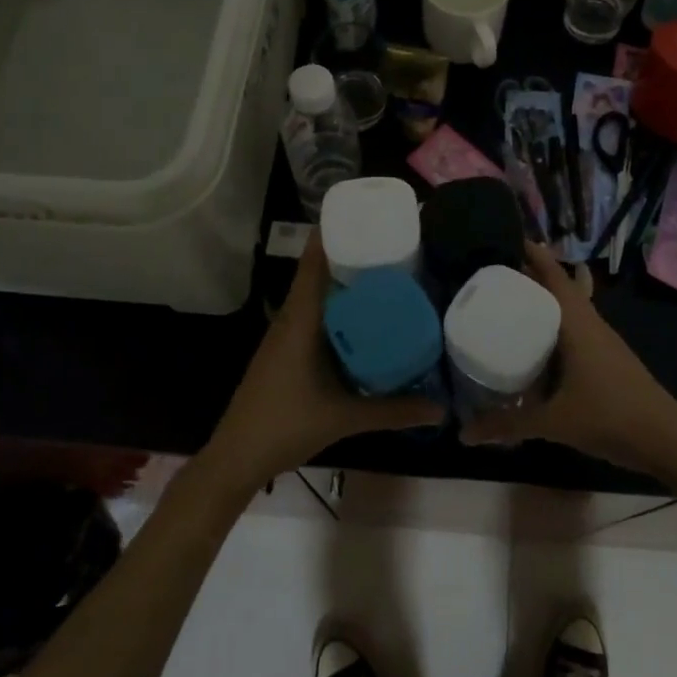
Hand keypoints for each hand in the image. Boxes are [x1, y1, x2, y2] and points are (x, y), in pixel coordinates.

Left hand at [203, 233, 442, 492]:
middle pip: (320, 274)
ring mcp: (285, 336)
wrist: (236, 457)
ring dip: (345, 285)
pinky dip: (338, 311)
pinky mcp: (285, 353)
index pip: (314, 263)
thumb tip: (440, 409)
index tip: (367, 219)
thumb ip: (393, 411)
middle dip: (352, 257)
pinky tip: (364, 322)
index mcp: (300, 320)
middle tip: (394, 247)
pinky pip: (315, 318)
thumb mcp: (344, 417)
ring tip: (387, 276)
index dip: (335, 236)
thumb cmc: (285, 426)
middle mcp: (291, 319)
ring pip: (318, 297)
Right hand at [460, 245, 676, 475]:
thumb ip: (509, 425)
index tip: (507, 239)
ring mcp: (603, 343)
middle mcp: (591, 325)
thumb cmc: (610, 417)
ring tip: (509, 305)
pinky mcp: (607, 361)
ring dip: (544, 304)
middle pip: (559, 289)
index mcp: (578, 324)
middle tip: (494, 274)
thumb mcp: (554, 422)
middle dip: (531, 277)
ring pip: (569, 311)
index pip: (554, 277)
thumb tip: (465, 433)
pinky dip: (554, 330)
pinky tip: (537, 349)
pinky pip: (575, 332)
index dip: (534, 255)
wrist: (667, 441)